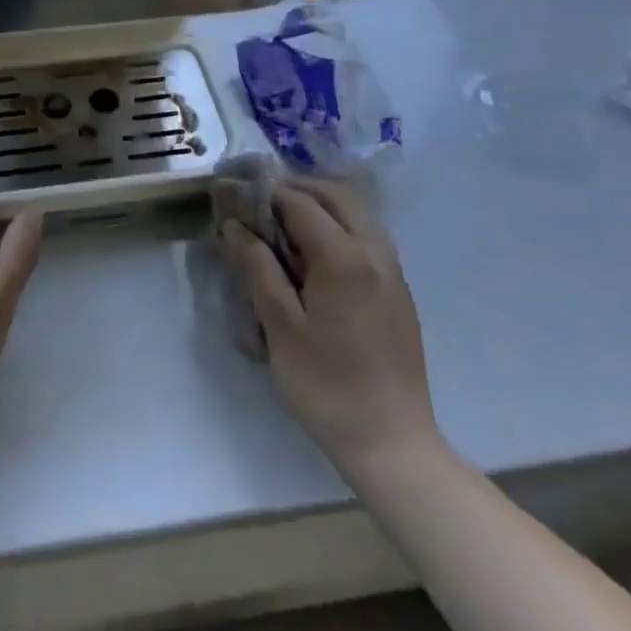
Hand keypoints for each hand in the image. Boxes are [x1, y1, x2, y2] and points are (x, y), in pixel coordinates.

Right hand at [224, 176, 437, 479]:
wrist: (392, 443)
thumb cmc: (326, 385)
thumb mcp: (280, 326)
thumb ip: (257, 268)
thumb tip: (235, 226)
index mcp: (345, 258)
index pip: (300, 202)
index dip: (263, 192)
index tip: (232, 192)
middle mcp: (375, 254)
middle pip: (337, 195)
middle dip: (296, 187)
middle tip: (259, 200)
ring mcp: (393, 273)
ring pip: (357, 214)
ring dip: (319, 205)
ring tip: (280, 222)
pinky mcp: (397, 292)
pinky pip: (367, 238)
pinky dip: (337, 226)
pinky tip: (311, 254)